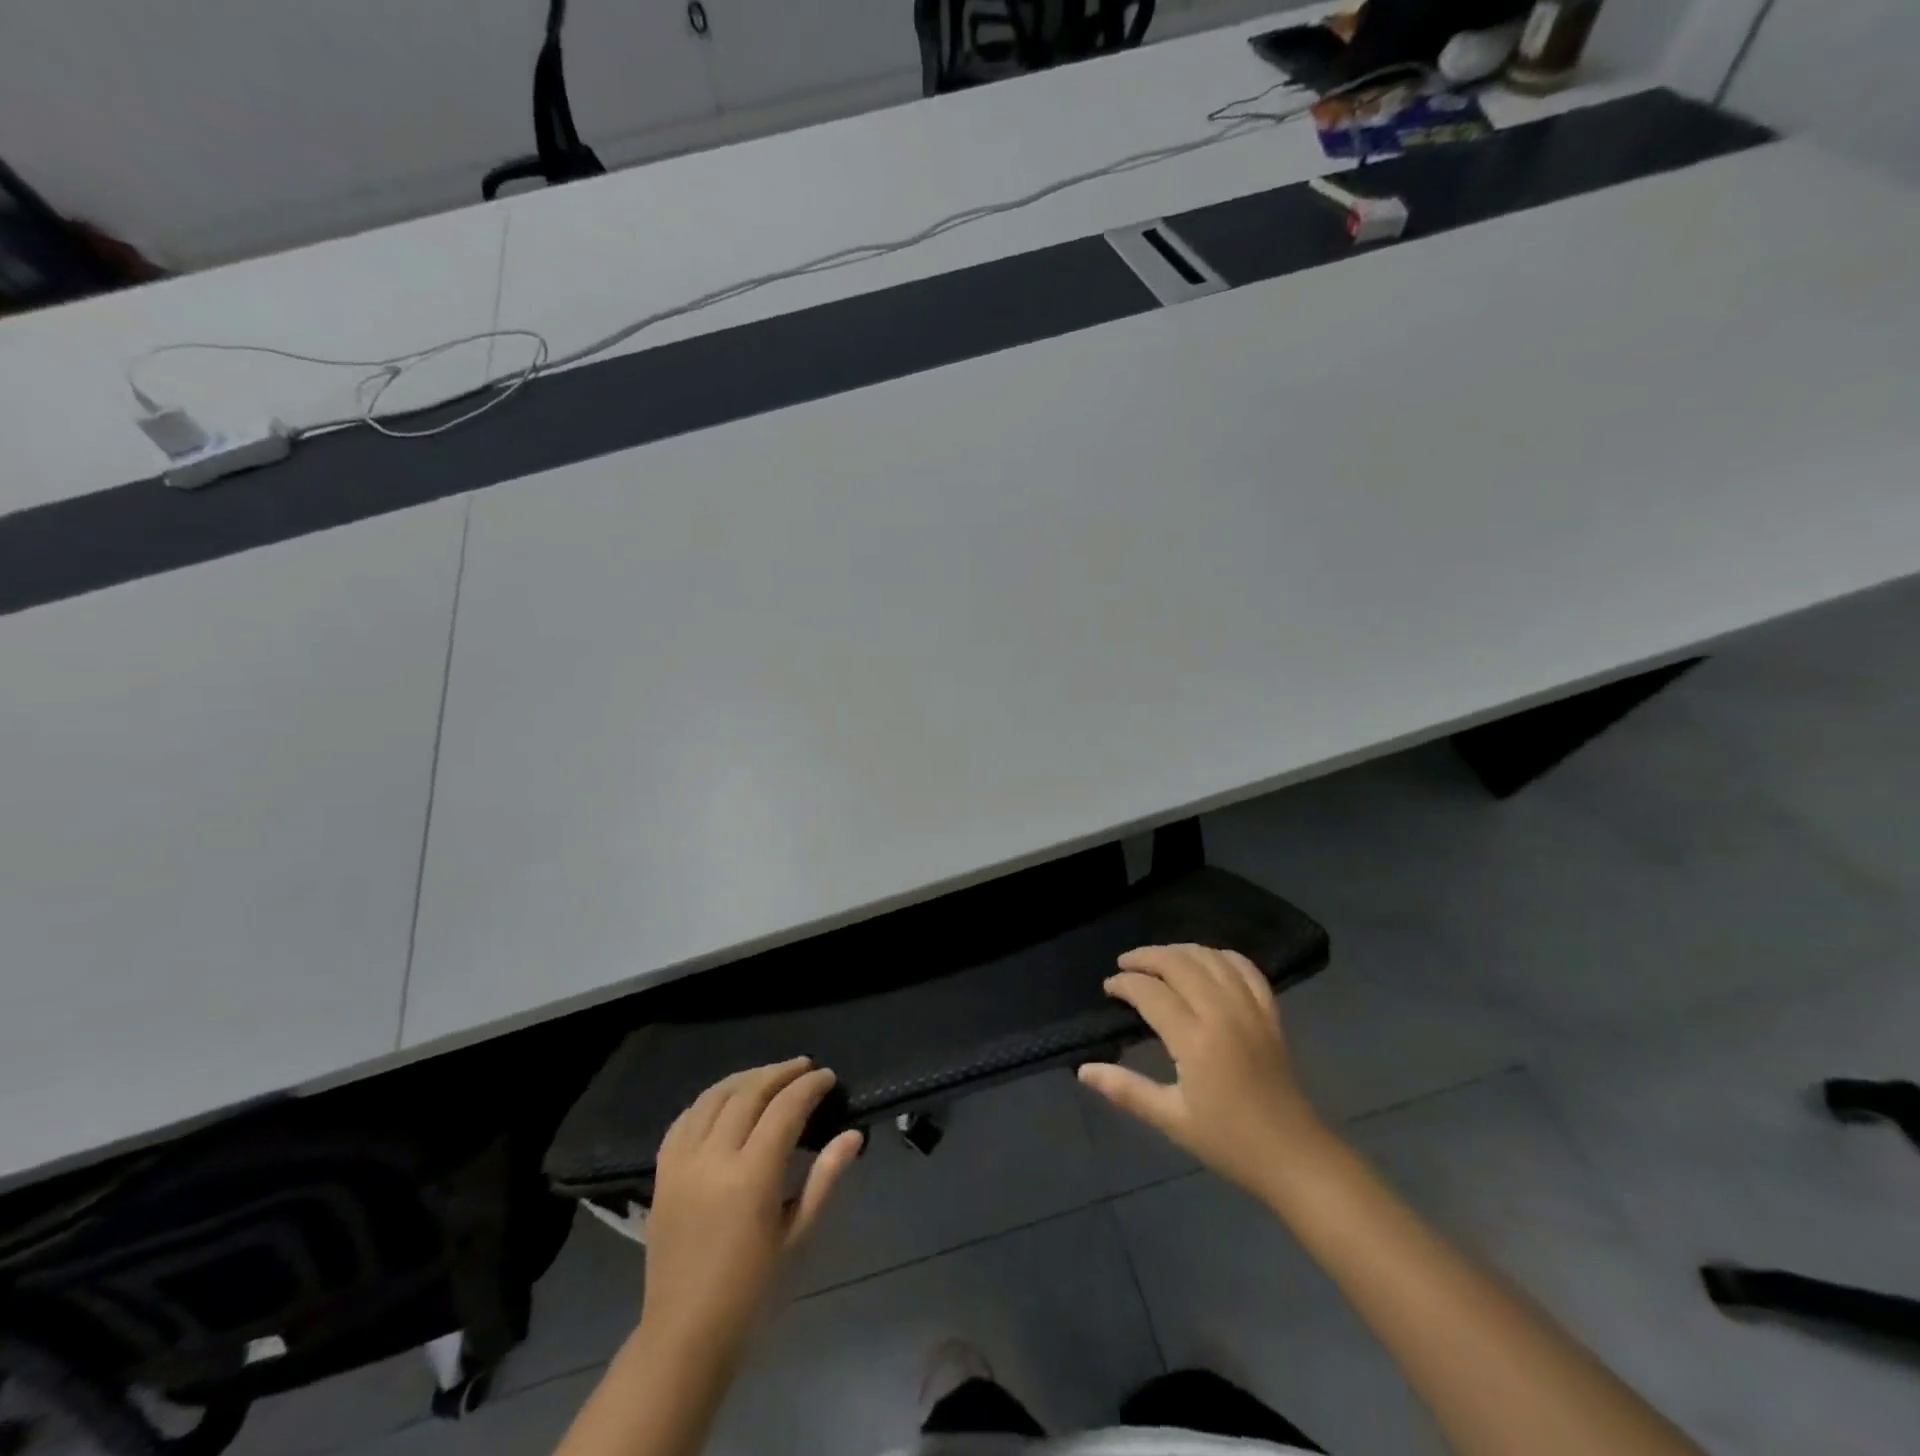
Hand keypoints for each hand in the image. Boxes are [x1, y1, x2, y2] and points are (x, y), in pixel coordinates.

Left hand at [640, 1058, 863, 1358]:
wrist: (684, 1336)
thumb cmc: (752, 1291)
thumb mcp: (798, 1236)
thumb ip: (825, 1178)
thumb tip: (852, 1135)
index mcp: (751, 1177)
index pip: (785, 1109)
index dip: (809, 1087)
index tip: (828, 1077)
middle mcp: (713, 1159)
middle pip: (749, 1092)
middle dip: (781, 1073)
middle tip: (805, 1067)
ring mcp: (682, 1163)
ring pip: (714, 1096)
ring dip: (746, 1078)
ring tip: (770, 1075)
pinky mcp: (662, 1173)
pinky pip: (685, 1118)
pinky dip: (710, 1099)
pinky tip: (727, 1099)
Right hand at [1078, 944, 1333, 1202]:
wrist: (1294, 1157)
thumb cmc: (1228, 1142)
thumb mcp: (1171, 1119)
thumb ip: (1126, 1089)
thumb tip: (1083, 1070)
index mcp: (1195, 1040)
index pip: (1151, 992)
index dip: (1124, 984)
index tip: (1108, 988)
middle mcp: (1223, 1013)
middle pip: (1179, 963)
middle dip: (1147, 957)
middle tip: (1126, 964)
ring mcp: (1251, 1009)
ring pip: (1211, 958)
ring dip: (1180, 951)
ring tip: (1159, 959)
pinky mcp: (1270, 1014)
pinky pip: (1246, 968)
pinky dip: (1222, 956)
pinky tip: (1207, 961)